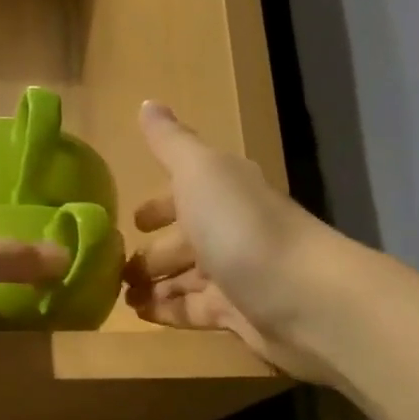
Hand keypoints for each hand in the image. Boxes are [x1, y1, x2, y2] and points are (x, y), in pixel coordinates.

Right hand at [124, 102, 351, 382]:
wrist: (305, 298)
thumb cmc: (242, 227)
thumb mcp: (200, 172)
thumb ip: (170, 143)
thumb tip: (147, 103)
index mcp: (224, 191)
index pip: (185, 193)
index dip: (158, 205)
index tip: (131, 221)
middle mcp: (232, 230)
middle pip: (185, 241)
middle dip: (152, 252)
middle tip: (113, 268)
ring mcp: (236, 275)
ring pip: (186, 278)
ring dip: (154, 285)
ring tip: (118, 296)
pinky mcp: (238, 314)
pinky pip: (193, 310)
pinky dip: (167, 311)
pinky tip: (140, 316)